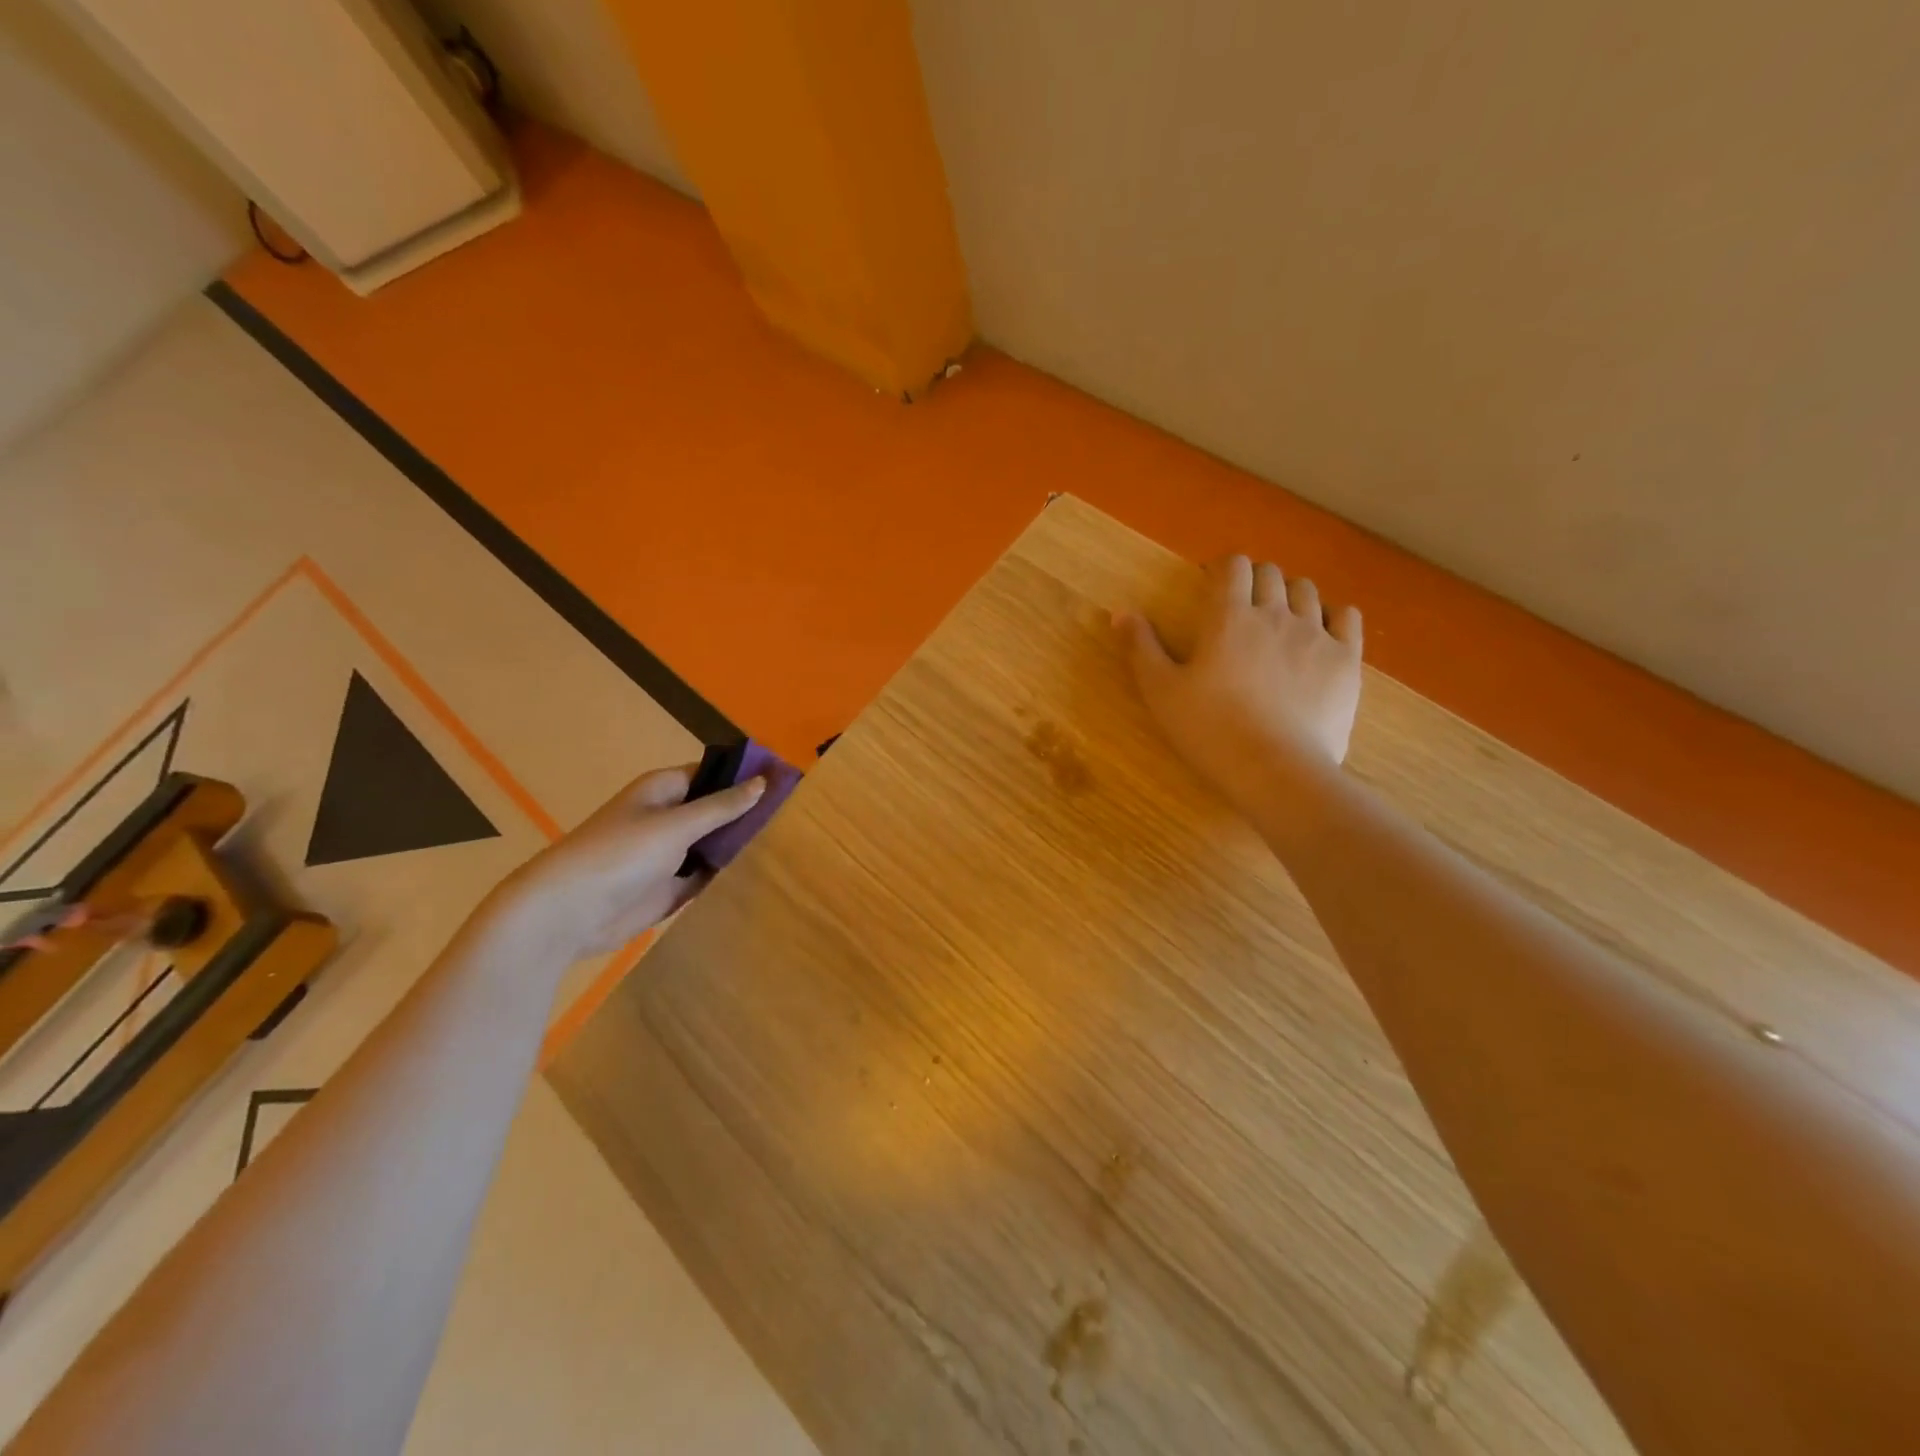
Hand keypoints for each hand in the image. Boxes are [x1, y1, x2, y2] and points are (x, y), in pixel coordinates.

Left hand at [492, 764, 764, 961]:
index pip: (712, 774)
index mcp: (663, 790)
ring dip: (738, 845)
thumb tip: (762, 782)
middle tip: (796, 816)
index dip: (745, 776)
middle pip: (716, 810)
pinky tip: (760, 874)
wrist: (568, 913)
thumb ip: (721, 806)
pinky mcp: (669, 887)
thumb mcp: (676, 824)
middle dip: (747, 812)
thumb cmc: (620, 854)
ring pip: (713, 844)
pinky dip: (726, 875)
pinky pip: (706, 875)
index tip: (786, 781)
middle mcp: (667, 817)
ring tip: (789, 843)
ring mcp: (668, 854)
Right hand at [1116, 555, 1362, 813]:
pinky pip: (1347, 616)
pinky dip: (1332, 615)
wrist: (1275, 770)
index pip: (1233, 565)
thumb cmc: (1209, 730)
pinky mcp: (1346, 659)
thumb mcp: (1161, 692)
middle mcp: (1275, 613)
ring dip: (1290, 595)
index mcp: (1228, 617)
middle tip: (1242, 607)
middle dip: (1254, 581)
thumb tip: (1121, 613)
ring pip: (1307, 591)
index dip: (1223, 569)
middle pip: (1270, 573)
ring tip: (1279, 621)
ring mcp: (1316, 634)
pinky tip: (1320, 633)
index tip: (1212, 586)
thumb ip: (1141, 648)